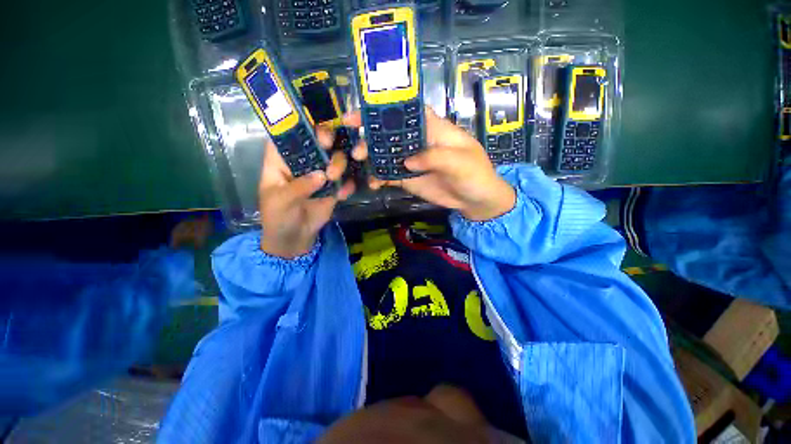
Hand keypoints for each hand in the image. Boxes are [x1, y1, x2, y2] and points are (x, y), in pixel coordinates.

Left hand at [258, 128, 354, 257]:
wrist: (295, 239)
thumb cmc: (277, 217)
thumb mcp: (281, 202)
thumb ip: (299, 187)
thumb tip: (321, 175)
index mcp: (281, 160)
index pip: (288, 135)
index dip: (300, 125)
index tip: (313, 125)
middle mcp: (303, 162)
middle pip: (316, 142)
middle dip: (326, 140)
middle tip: (330, 146)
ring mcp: (320, 174)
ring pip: (334, 158)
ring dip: (339, 163)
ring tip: (335, 178)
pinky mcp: (333, 187)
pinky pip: (345, 180)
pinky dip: (347, 185)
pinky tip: (343, 194)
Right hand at [345, 107, 515, 220]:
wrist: (475, 200)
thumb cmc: (475, 174)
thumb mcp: (460, 161)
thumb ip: (434, 157)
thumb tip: (407, 162)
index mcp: (433, 129)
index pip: (407, 112)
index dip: (385, 108)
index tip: (362, 111)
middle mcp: (418, 142)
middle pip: (391, 133)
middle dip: (370, 135)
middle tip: (355, 145)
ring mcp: (412, 161)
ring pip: (387, 154)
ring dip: (371, 157)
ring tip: (357, 162)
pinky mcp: (409, 178)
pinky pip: (390, 175)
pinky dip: (379, 178)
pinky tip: (372, 183)